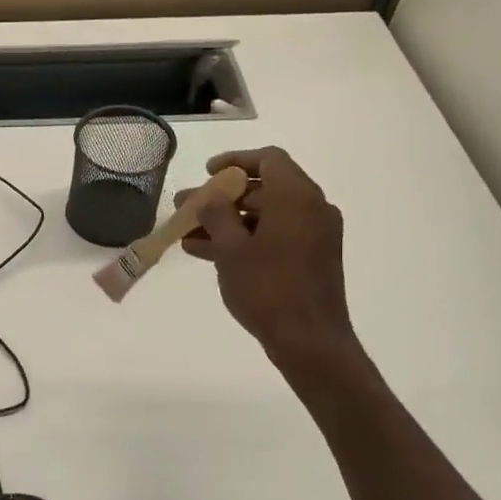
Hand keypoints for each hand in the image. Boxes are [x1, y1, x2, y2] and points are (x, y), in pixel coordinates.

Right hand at [178, 147, 363, 388]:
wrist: (309, 341)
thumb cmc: (267, 289)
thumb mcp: (231, 249)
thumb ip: (216, 215)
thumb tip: (209, 197)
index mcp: (297, 197)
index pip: (268, 159)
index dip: (234, 161)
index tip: (207, 173)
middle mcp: (312, 208)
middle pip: (263, 188)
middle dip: (222, 198)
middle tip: (186, 208)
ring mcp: (314, 235)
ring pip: (265, 216)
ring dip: (228, 221)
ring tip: (188, 235)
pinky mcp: (311, 258)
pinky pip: (274, 236)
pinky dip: (244, 239)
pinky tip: (207, 253)